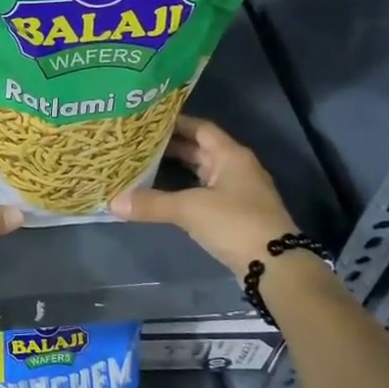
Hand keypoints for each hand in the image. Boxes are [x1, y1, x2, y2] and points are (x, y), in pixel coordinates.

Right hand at [111, 115, 301, 277]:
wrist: (276, 266)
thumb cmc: (235, 223)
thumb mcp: (190, 210)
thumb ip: (152, 203)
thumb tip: (113, 202)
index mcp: (231, 155)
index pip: (200, 128)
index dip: (176, 123)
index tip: (147, 121)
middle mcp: (237, 167)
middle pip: (201, 149)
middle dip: (171, 146)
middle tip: (138, 143)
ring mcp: (238, 192)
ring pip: (203, 172)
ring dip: (178, 169)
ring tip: (145, 165)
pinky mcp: (236, 214)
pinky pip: (205, 192)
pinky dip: (185, 190)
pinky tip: (164, 195)